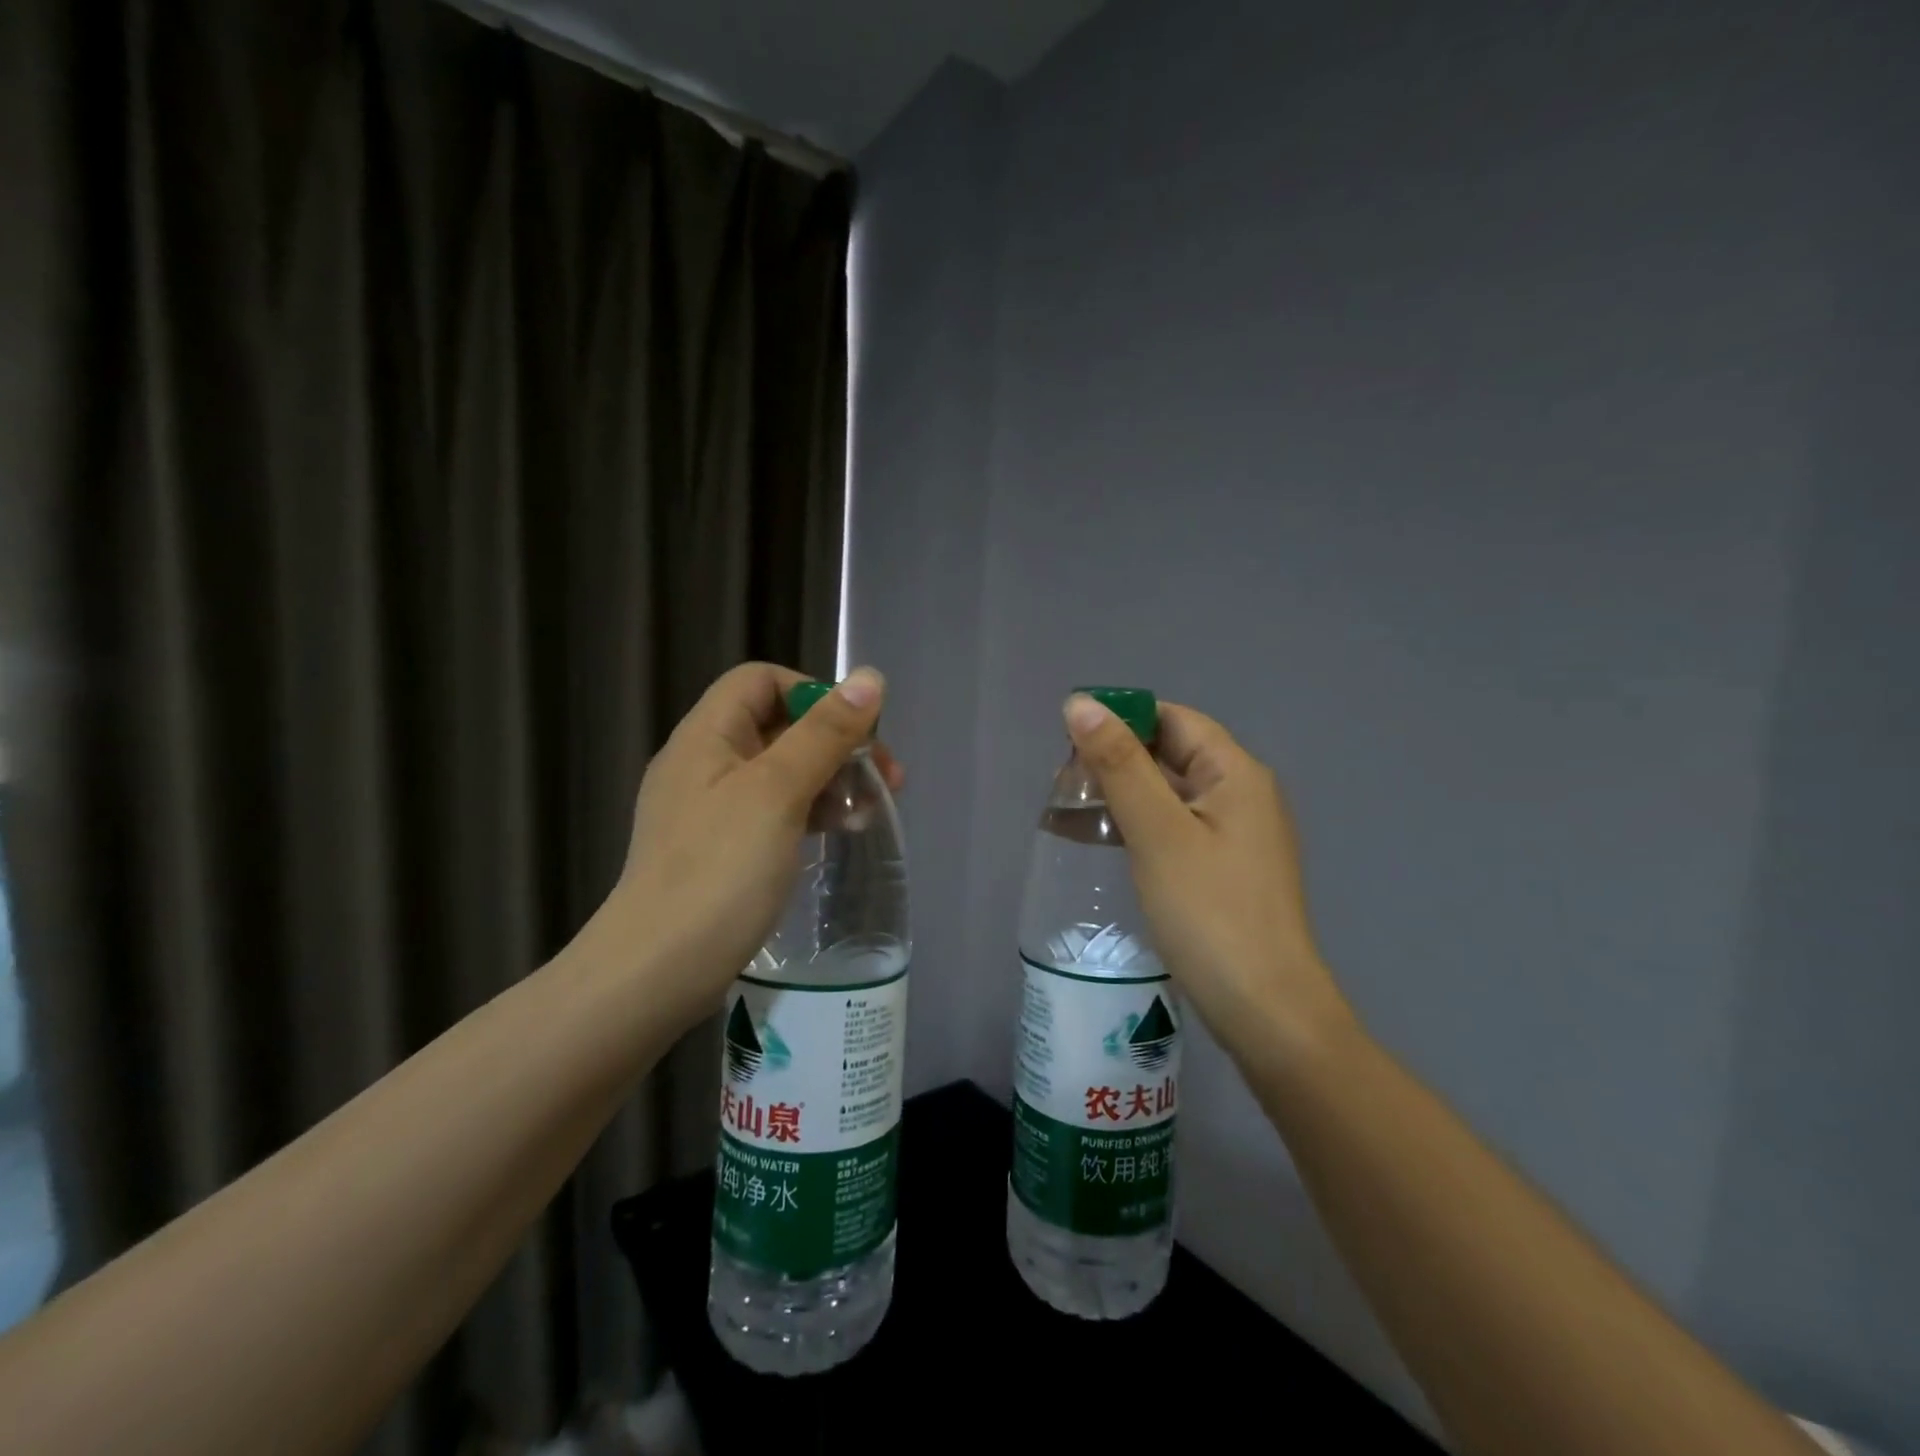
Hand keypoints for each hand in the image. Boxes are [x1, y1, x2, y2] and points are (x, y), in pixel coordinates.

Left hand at [607, 662, 901, 1028]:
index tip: (854, 732)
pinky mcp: (722, 849)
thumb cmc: (719, 870)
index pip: (761, 681)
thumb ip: (825, 733)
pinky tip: (841, 833)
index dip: (812, 694)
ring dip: (830, 780)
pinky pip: (774, 811)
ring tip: (870, 811)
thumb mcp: (778, 792)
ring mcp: (711, 809)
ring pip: (782, 772)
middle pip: (778, 726)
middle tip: (886, 777)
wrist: (657, 971)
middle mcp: (705, 763)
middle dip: (835, 743)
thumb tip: (869, 677)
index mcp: (707, 736)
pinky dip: (811, 813)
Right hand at [1063, 693, 1354, 1065]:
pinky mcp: (1226, 870)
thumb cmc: (1209, 913)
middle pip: (1172, 754)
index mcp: (1236, 773)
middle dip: (1116, 760)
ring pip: (1170, 793)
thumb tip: (1081, 703)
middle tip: (1062, 784)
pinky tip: (1104, 842)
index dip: (1121, 719)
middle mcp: (1243, 795)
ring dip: (1123, 795)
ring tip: (1070, 812)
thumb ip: (1120, 764)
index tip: (1067, 740)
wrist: (1265, 1010)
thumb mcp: (1157, 832)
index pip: (1173, 719)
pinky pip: (1176, 828)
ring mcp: (1237, 835)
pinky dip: (1139, 826)